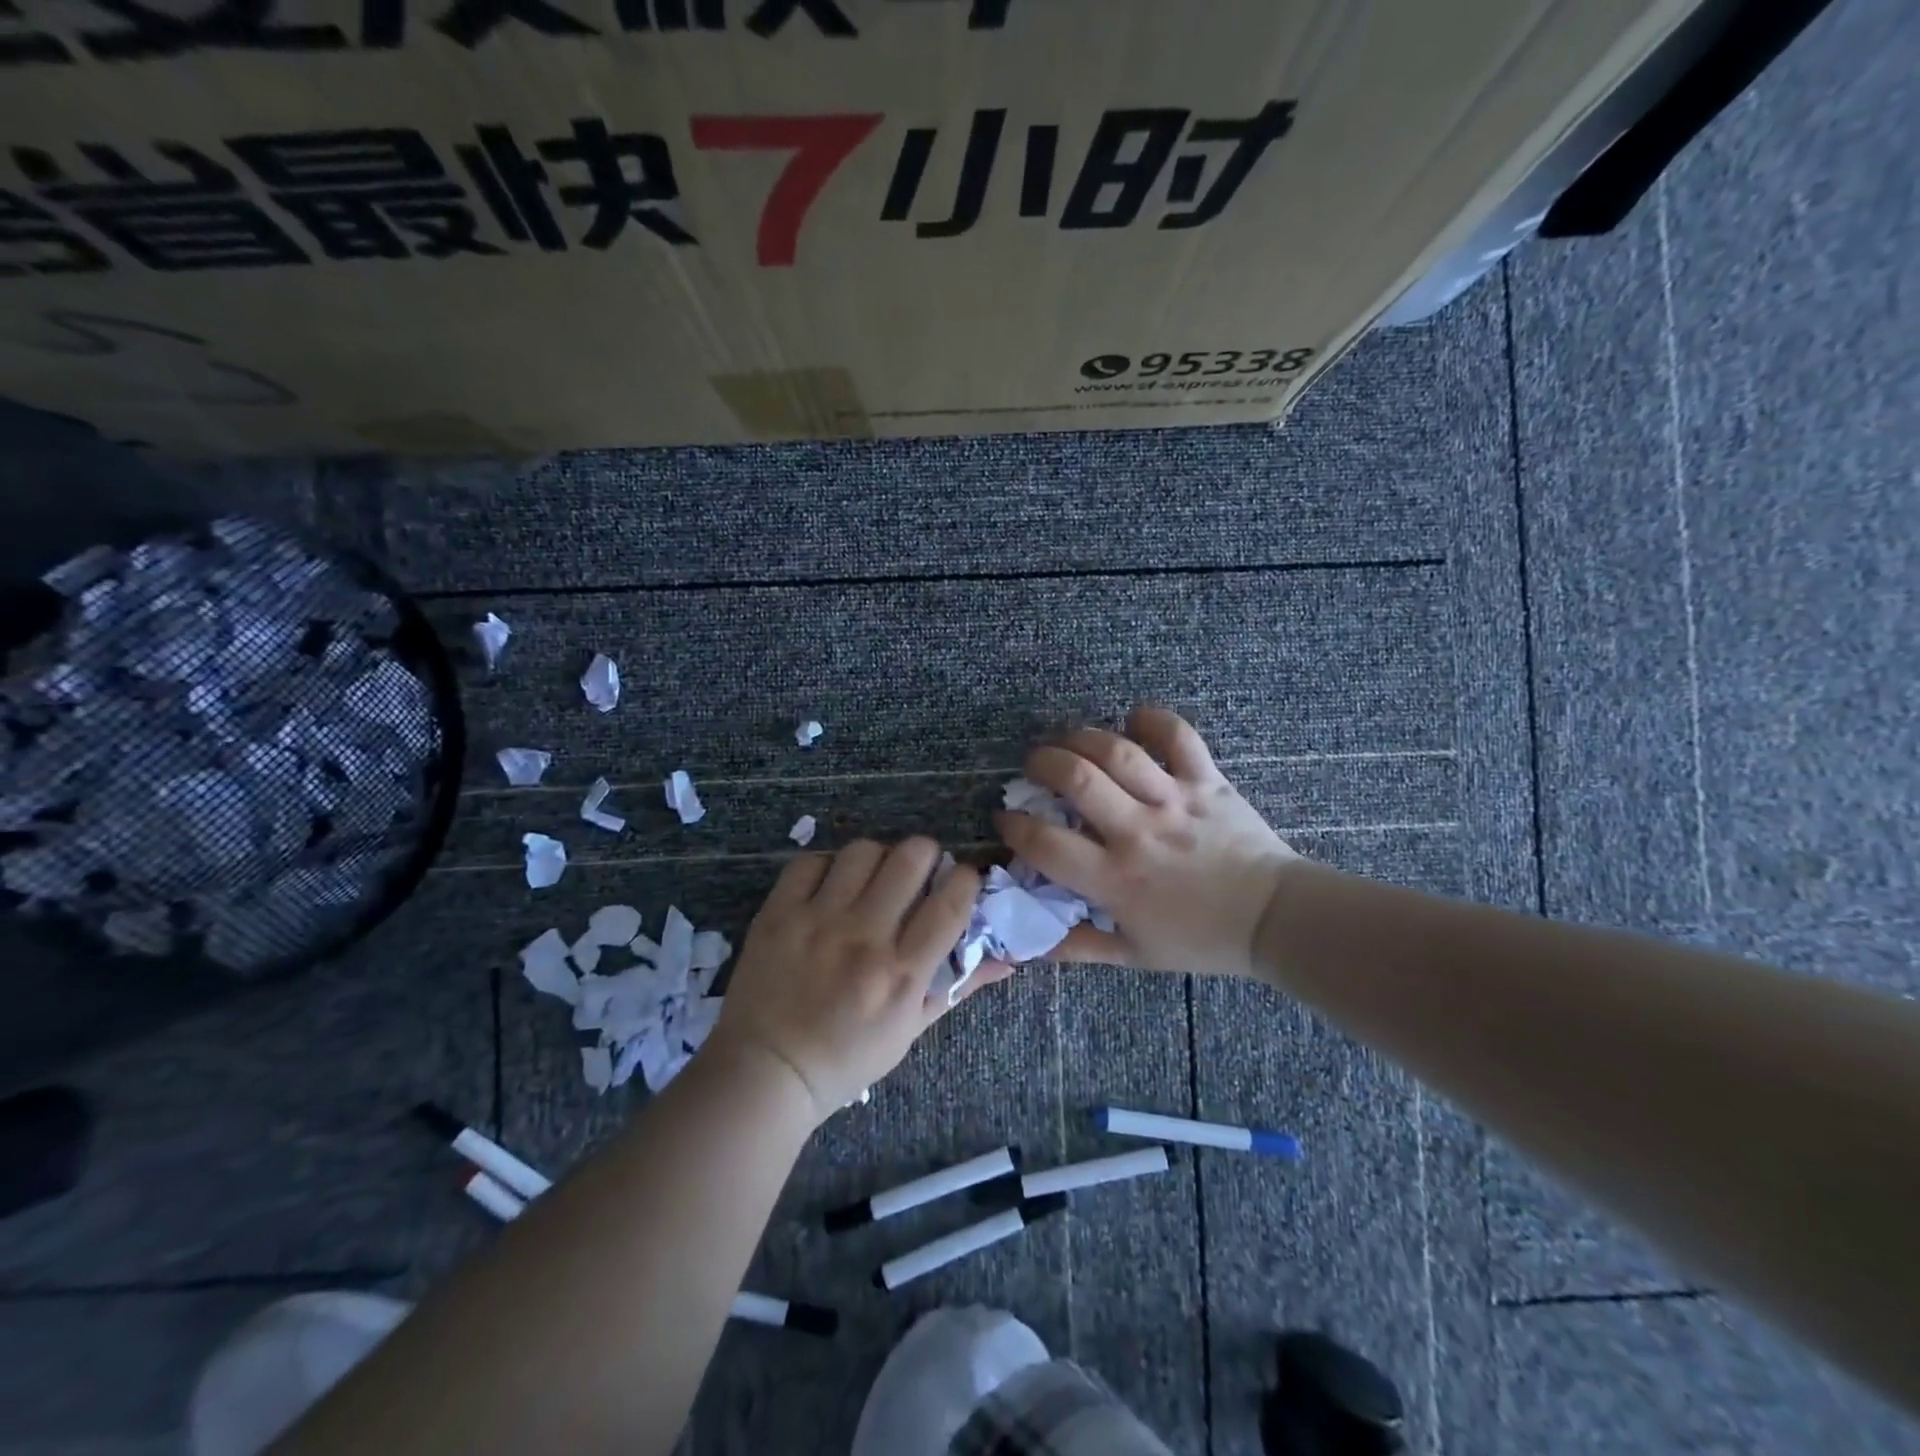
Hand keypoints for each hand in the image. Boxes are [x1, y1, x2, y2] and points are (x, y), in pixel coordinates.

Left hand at [708, 838, 1011, 1123]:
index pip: (951, 903)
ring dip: (878, 858)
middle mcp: (863, 939)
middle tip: (919, 871)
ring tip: (873, 878)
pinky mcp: (778, 913)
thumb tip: (1007, 959)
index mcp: (901, 974)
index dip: (967, 879)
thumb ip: (959, 987)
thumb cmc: (846, 1059)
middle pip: (910, 858)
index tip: (963, 879)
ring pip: (863, 851)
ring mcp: (817, 921)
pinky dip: (828, 867)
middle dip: (926, 854)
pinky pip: (812, 861)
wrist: (765, 1072)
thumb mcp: (910, 1031)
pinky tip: (831, 887)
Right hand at [996, 706, 1301, 977]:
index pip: (1045, 844)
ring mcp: (1174, 801)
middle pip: (1076, 779)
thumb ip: (1077, 948)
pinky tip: (1133, 719)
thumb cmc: (1200, 939)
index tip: (1006, 820)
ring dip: (1082, 737)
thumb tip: (1028, 944)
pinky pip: (1178, 737)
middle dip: (1042, 763)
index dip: (1014, 827)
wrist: (1274, 920)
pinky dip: (1153, 720)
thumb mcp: (1133, 955)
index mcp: (1115, 879)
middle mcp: (1138, 832)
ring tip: (1067, 738)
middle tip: (1032, 766)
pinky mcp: (1207, 782)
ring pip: (1118, 752)